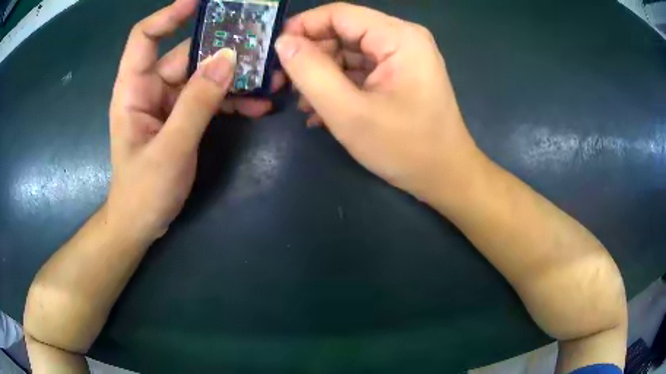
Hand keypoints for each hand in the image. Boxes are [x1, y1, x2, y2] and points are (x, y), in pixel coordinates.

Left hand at [106, 0, 279, 240]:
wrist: (142, 224)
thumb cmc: (143, 191)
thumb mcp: (170, 149)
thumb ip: (197, 103)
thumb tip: (228, 59)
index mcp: (133, 90)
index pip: (145, 38)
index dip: (169, 16)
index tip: (201, 3)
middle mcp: (151, 89)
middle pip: (185, 54)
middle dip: (221, 49)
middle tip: (259, 45)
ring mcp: (169, 104)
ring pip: (203, 76)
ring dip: (234, 77)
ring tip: (270, 79)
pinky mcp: (183, 118)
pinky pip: (210, 99)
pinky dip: (233, 100)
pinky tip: (258, 106)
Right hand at [276, 3, 481, 199]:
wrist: (445, 177)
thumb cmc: (404, 148)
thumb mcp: (349, 113)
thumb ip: (311, 73)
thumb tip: (284, 43)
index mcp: (398, 37)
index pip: (339, 14)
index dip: (302, 27)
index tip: (274, 52)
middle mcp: (402, 38)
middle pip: (343, 32)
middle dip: (310, 56)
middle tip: (283, 85)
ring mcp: (402, 57)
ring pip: (348, 52)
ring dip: (322, 75)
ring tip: (303, 103)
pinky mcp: (399, 75)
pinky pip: (361, 69)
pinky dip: (339, 85)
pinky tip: (322, 110)